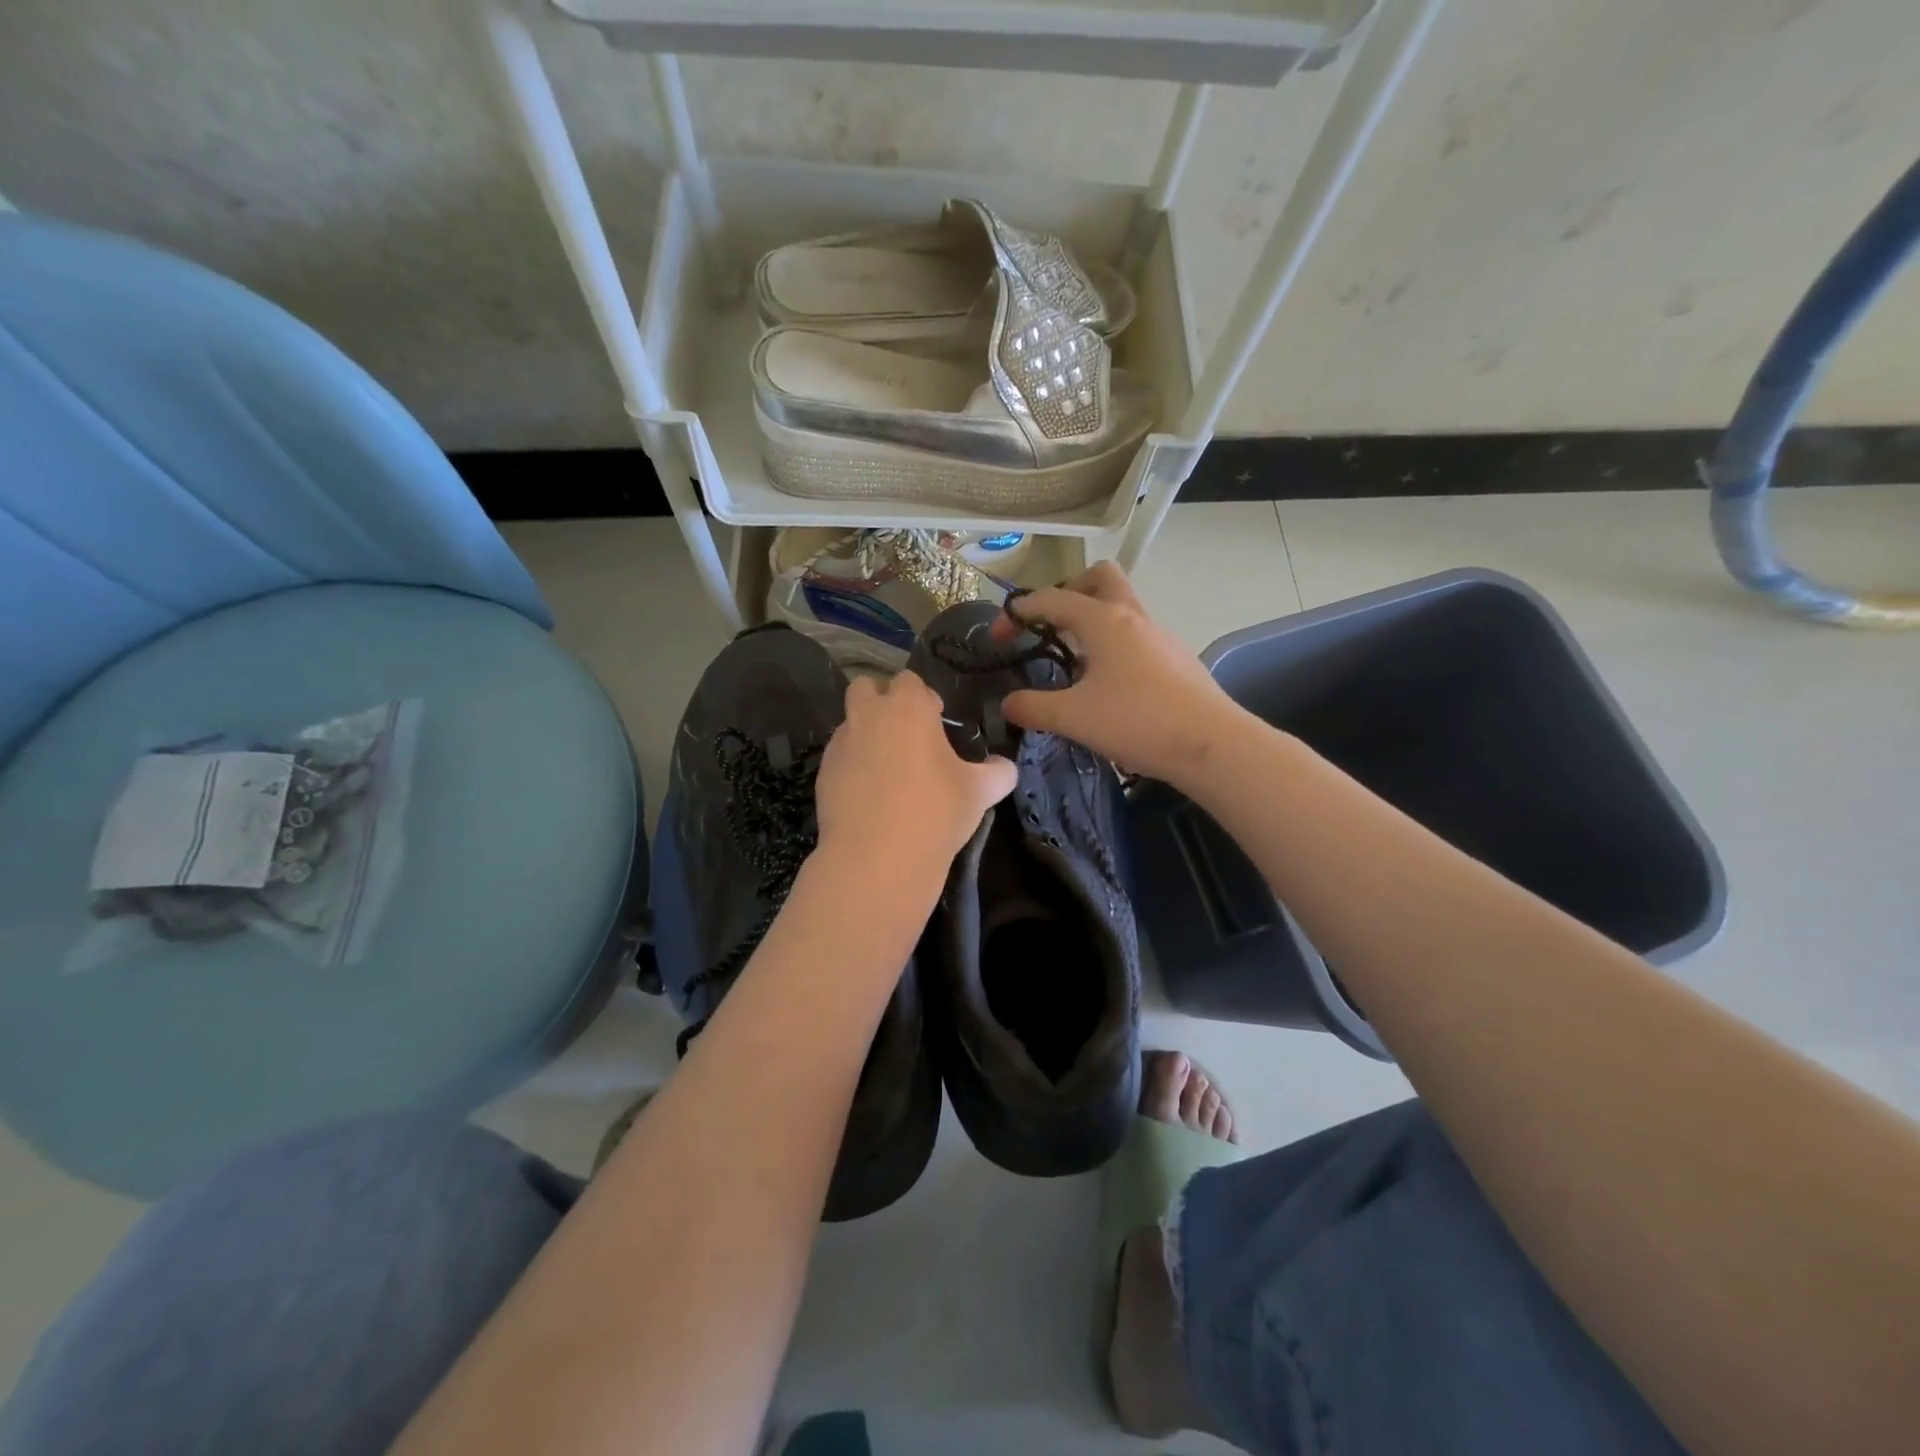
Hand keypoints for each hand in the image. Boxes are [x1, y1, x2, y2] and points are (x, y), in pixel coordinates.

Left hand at [814, 670, 1016, 876]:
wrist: (877, 857)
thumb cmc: (935, 812)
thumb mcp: (981, 792)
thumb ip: (998, 772)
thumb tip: (1003, 767)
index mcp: (908, 707)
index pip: (910, 681)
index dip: (924, 698)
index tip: (936, 722)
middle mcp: (868, 715)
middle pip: (866, 687)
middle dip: (882, 701)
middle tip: (905, 734)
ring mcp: (841, 743)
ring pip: (850, 723)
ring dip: (866, 734)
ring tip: (887, 770)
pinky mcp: (822, 773)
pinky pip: (839, 757)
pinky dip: (852, 765)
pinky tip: (869, 795)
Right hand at [994, 561, 1244, 782]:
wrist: (1211, 744)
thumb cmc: (1137, 721)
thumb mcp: (1073, 717)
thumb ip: (1032, 707)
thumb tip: (1007, 704)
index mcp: (1103, 620)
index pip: (1051, 599)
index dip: (1019, 613)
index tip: (998, 637)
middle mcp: (1133, 617)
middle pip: (1100, 578)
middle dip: (1069, 592)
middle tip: (1050, 625)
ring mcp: (1160, 636)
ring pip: (1121, 608)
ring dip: (1093, 622)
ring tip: (1074, 663)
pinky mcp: (1176, 658)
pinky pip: (1137, 636)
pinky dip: (1114, 646)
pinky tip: (1108, 686)